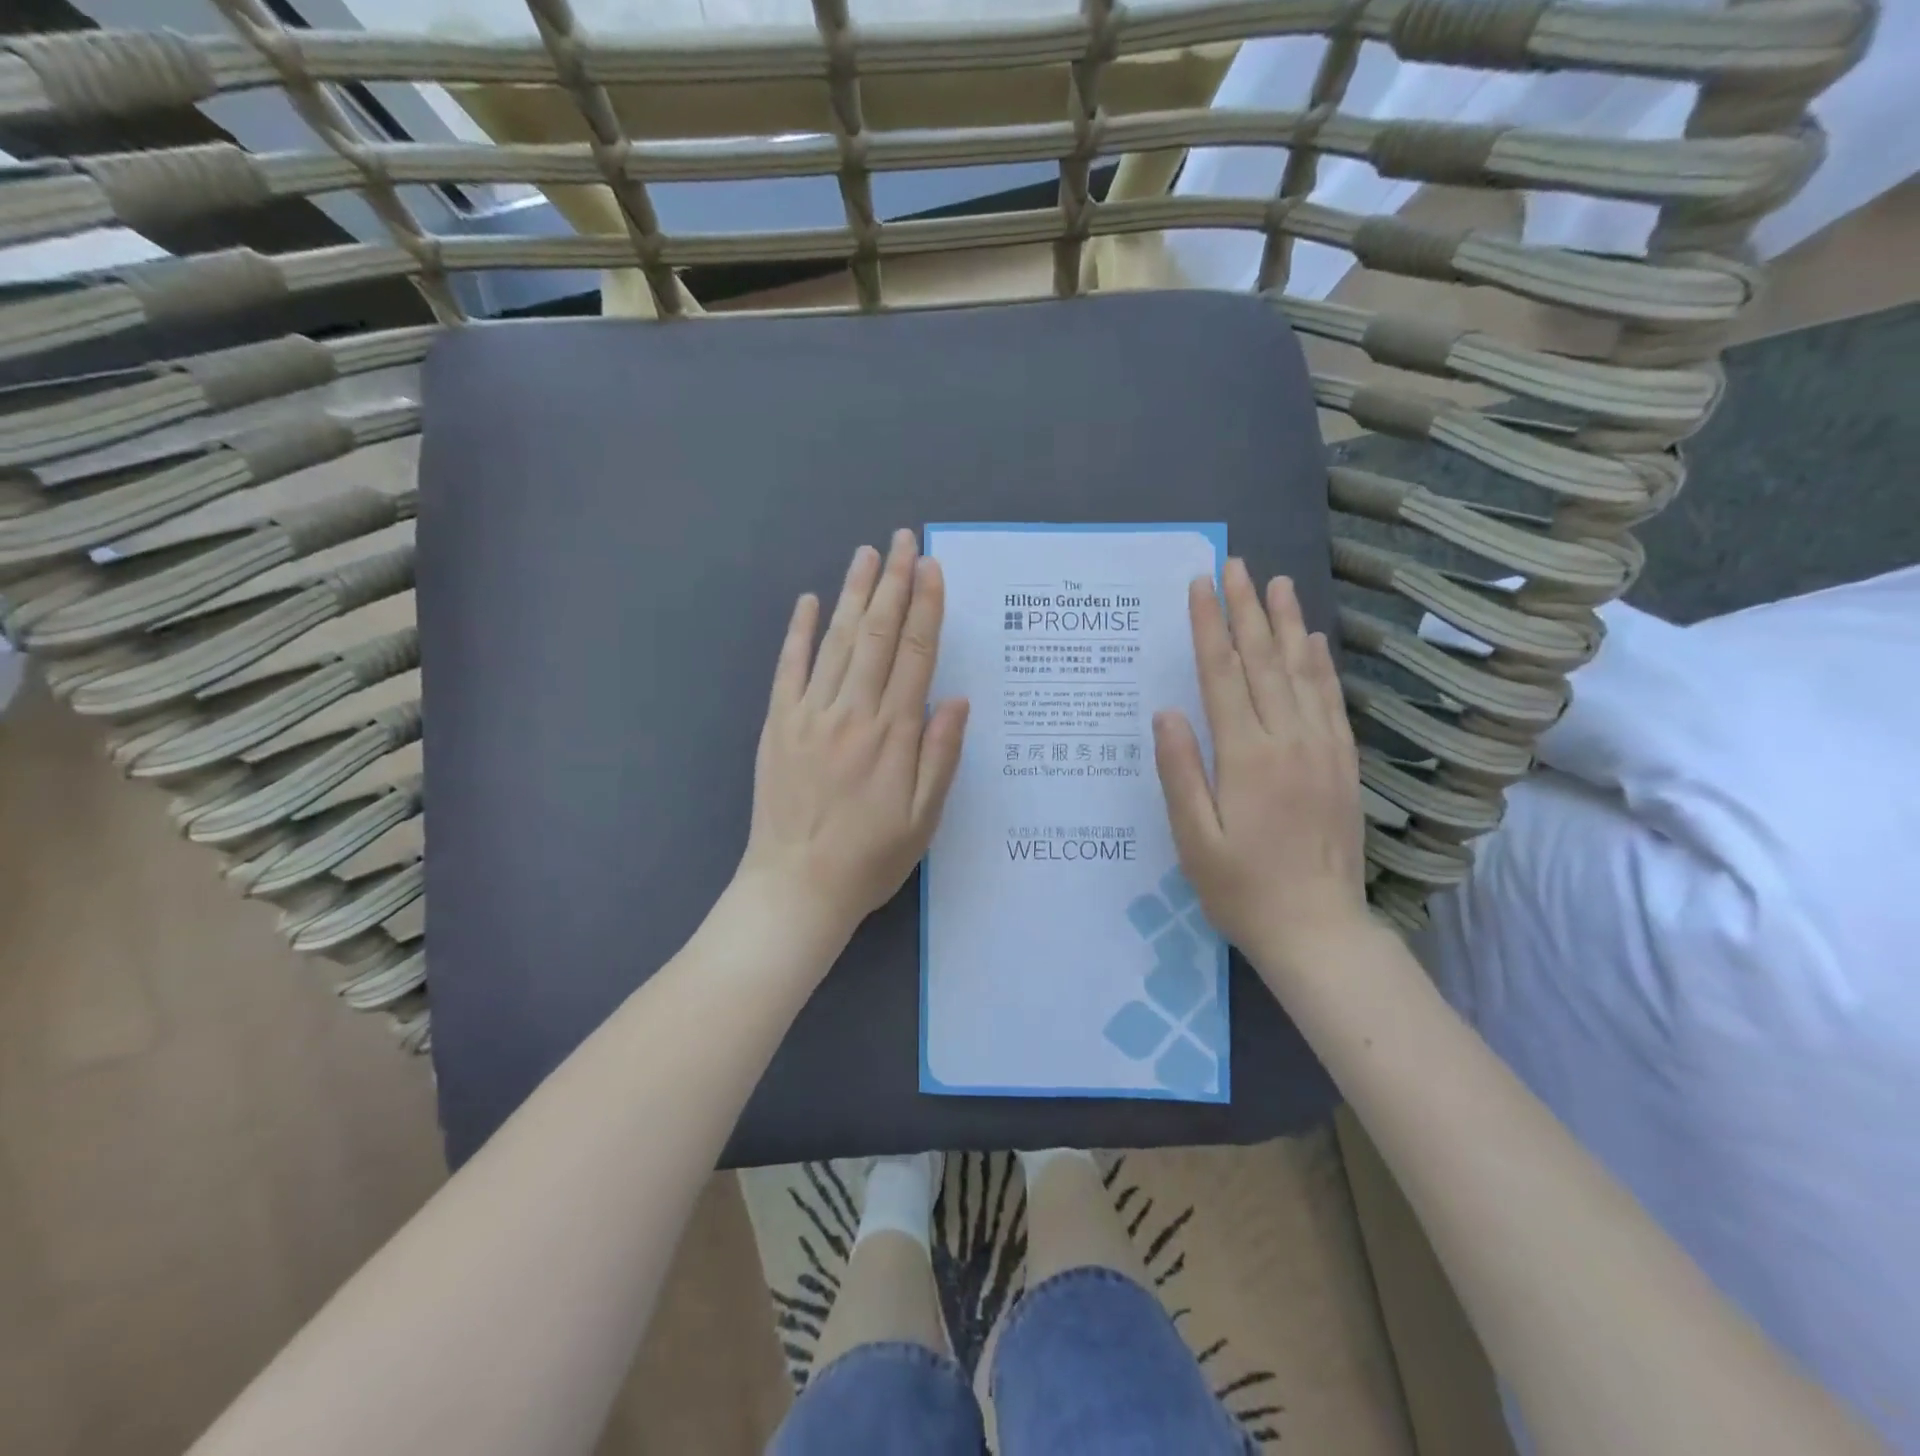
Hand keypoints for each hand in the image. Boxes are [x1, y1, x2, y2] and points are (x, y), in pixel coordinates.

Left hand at [737, 530, 968, 943]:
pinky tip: (810, 601)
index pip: (916, 655)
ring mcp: (809, 715)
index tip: (932, 568)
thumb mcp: (923, 819)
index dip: (926, 607)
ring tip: (867, 554)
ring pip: (838, 641)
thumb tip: (956, 699)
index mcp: (893, 734)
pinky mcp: (777, 725)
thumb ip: (941, 755)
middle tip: (904, 540)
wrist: (795, 887)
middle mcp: (852, 713)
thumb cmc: (869, 858)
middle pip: (879, 635)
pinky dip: (800, 632)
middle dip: (894, 583)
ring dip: (855, 594)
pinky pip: (789, 668)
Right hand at [1153, 559, 1367, 969]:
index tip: (1201, 586)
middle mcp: (1289, 740)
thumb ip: (1181, 772)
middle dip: (1247, 610)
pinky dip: (1322, 665)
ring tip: (1278, 584)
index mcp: (1247, 756)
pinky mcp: (1343, 764)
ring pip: (1303, 672)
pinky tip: (1316, 642)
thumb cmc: (1242, 889)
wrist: (1319, 929)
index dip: (1209, 627)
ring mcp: (1323, 750)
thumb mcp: (1195, 839)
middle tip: (1237, 565)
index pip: (1224, 675)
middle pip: (1265, 661)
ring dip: (1288, 624)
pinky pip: (1332, 701)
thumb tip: (1166, 712)